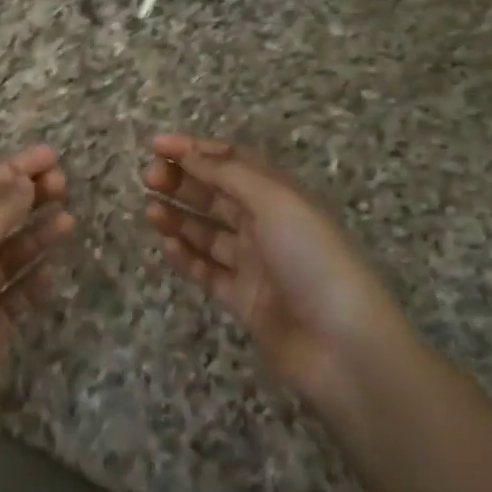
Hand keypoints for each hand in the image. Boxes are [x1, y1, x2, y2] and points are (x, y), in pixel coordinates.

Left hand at [0, 144, 71, 491]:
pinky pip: (13, 292)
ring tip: (69, 218)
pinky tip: (52, 271)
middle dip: (25, 196)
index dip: (9, 169)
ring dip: (34, 232)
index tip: (49, 156)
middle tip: (65, 182)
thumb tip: (20, 180)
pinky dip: (32, 277)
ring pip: (6, 252)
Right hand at [143, 133, 407, 404]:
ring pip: (207, 232)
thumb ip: (228, 174)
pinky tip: (165, 244)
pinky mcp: (243, 299)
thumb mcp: (275, 202)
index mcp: (281, 195)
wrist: (344, 348)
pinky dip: (185, 256)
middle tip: (148, 176)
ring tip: (149, 210)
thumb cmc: (313, 259)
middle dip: (182, 180)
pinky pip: (207, 270)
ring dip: (177, 216)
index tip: (157, 144)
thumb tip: (189, 151)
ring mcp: (254, 263)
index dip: (195, 149)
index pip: (232, 161)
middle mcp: (267, 224)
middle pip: (216, 194)